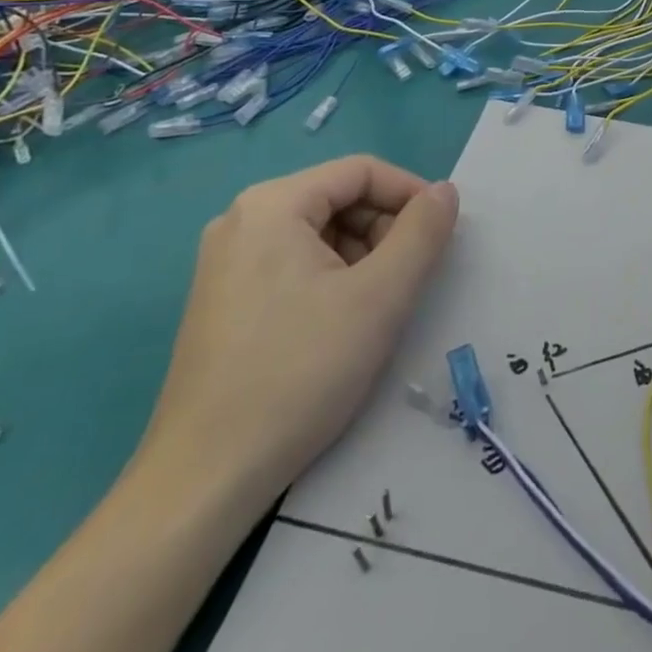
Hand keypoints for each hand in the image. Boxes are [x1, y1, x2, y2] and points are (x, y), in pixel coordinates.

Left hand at [135, 155, 459, 506]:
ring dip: (362, 257)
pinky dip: (332, 279)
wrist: (205, 479)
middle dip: (385, 229)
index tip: (443, 232)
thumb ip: (423, 232)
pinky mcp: (223, 301)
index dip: (411, 193)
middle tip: (410, 278)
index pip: (361, 171)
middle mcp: (241, 220)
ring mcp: (226, 262)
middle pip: (338, 199)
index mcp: (272, 204)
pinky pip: (294, 264)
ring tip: (378, 307)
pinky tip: (342, 325)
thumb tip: (445, 191)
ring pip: (319, 234)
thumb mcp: (381, 295)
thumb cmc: (300, 371)